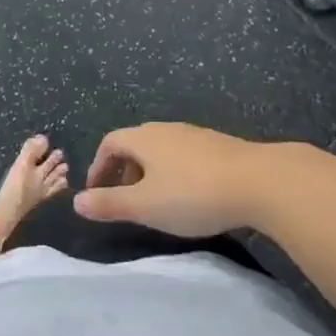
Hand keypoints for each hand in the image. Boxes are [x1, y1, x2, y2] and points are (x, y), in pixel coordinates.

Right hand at [73, 122, 272, 236]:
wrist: (259, 181)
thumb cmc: (193, 194)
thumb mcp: (145, 206)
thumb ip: (109, 204)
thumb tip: (76, 201)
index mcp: (143, 138)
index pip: (110, 143)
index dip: (99, 167)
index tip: (97, 192)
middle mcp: (165, 129)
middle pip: (135, 144)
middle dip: (123, 170)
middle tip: (124, 199)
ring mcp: (194, 135)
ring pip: (161, 150)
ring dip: (150, 172)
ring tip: (156, 202)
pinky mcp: (218, 146)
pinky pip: (184, 155)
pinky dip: (174, 172)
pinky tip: (189, 196)